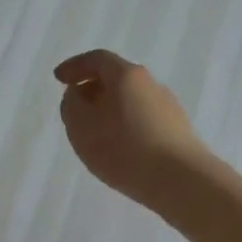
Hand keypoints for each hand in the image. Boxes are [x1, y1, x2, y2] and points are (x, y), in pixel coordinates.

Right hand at [54, 50, 213, 210]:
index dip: (74, 66)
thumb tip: (78, 95)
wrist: (183, 182)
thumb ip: (72, 104)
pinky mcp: (178, 132)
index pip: (97, 59)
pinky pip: (143, 120)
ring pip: (130, 100)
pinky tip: (119, 148)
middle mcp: (150, 84)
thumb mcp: (81, 125)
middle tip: (75, 106)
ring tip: (95, 133)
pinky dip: (125, 125)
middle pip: (116, 78)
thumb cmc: (124, 148)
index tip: (58, 79)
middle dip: (92, 89)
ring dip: (109, 109)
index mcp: (126, 75)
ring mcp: (168, 108)